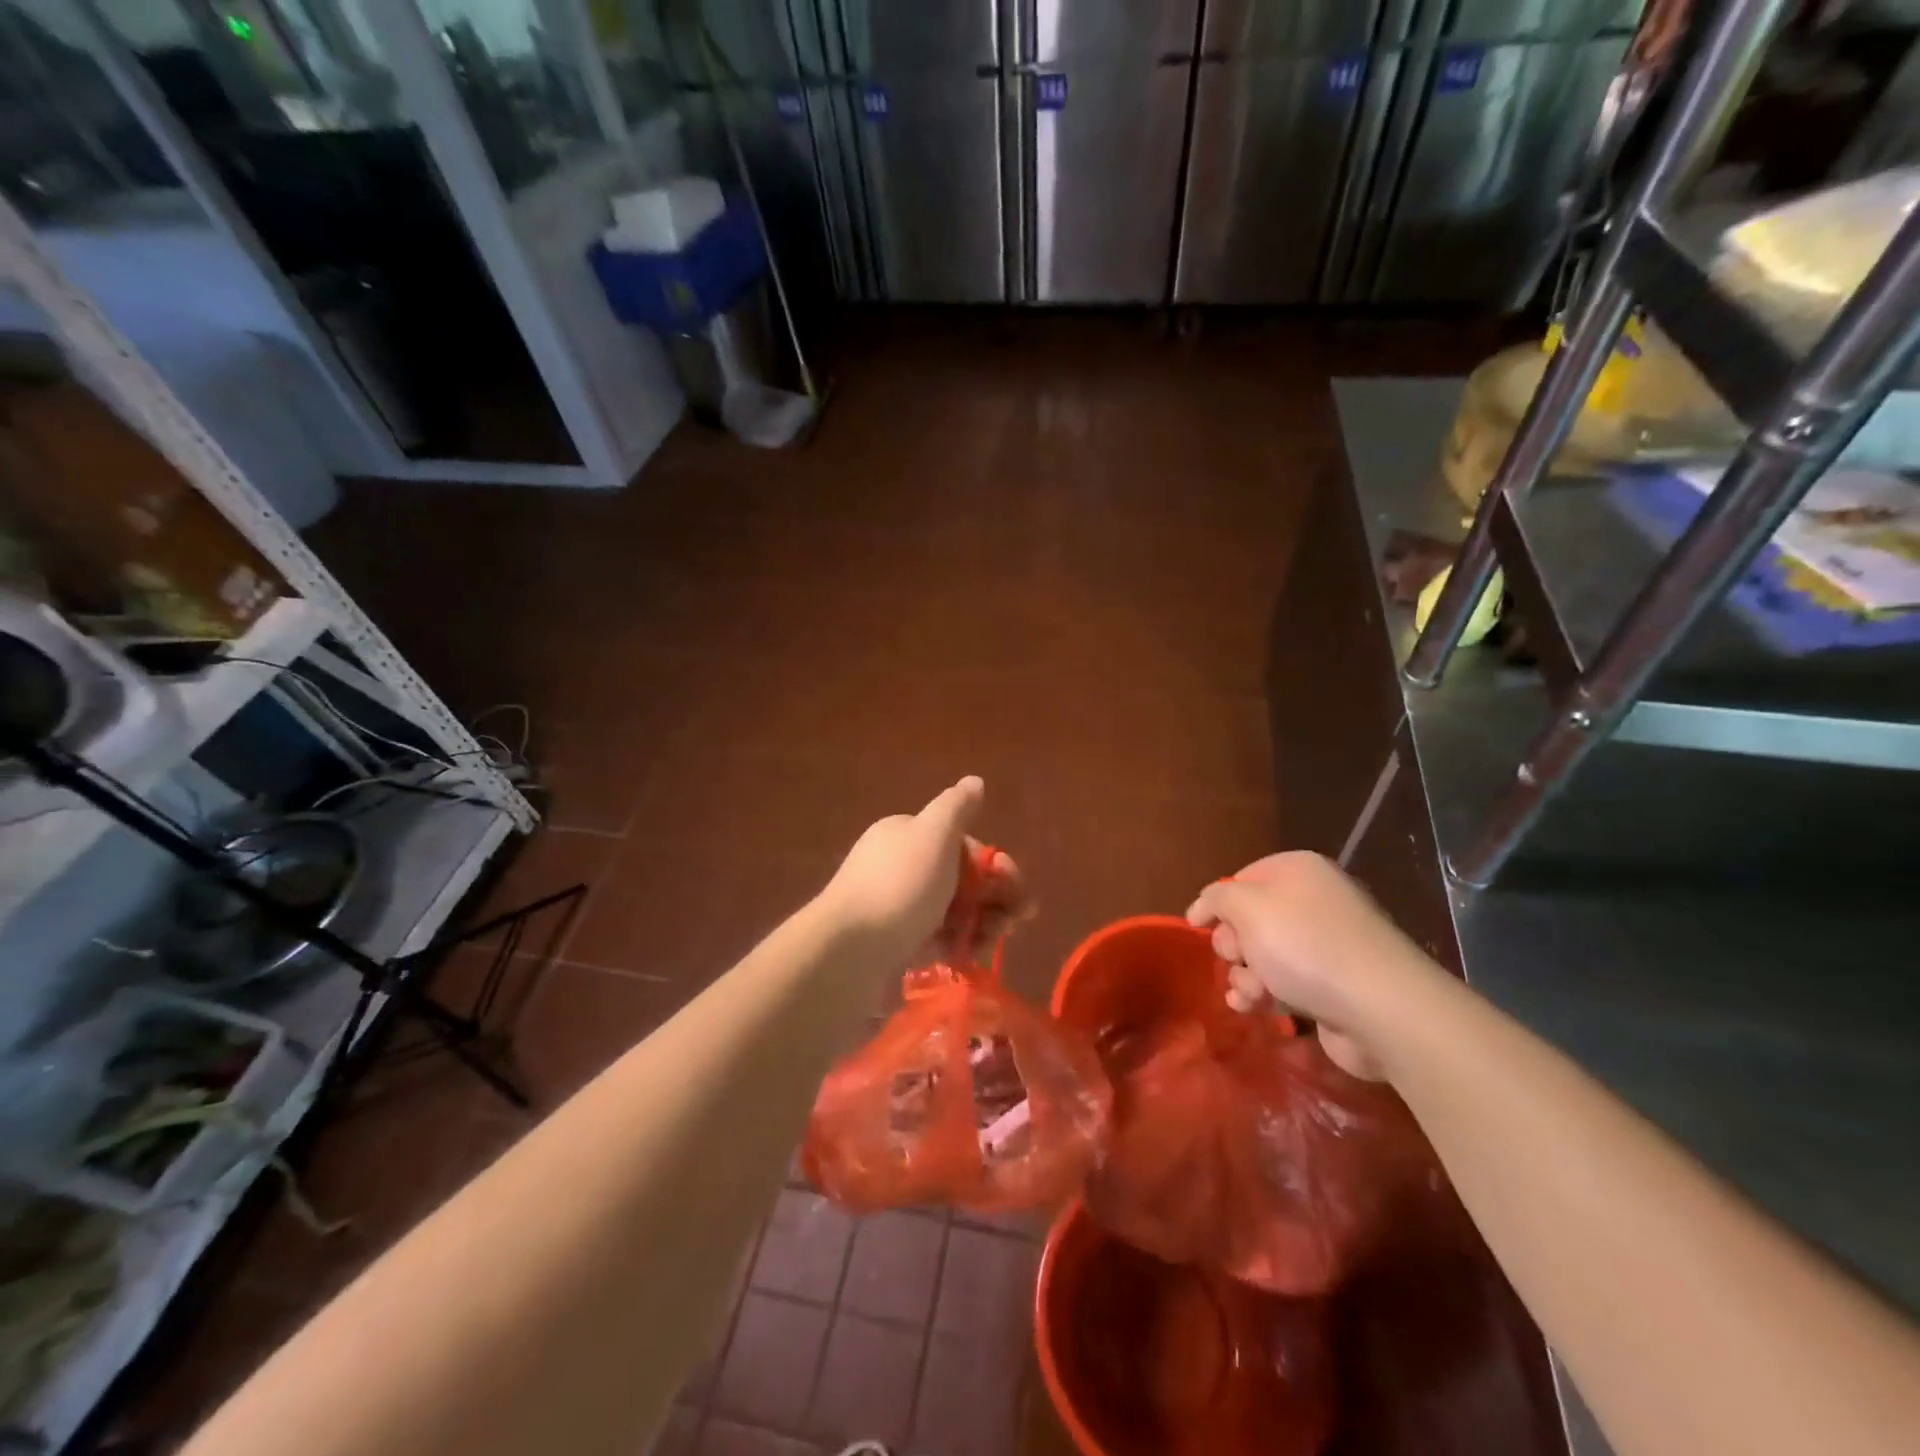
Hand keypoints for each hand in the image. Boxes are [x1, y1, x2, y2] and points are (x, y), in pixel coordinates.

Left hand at [820, 777, 1027, 966]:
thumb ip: (957, 807)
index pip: (962, 843)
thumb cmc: (899, 885)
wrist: (848, 950)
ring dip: (982, 923)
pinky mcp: (896, 944)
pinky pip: (937, 940)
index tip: (1016, 886)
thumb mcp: (933, 834)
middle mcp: (901, 866)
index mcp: (907, 834)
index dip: (995, 864)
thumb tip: (974, 781)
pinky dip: (958, 945)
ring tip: (994, 941)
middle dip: (994, 896)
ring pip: (953, 911)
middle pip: (961, 878)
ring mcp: (898, 907)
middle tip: (1016, 920)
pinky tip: (971, 957)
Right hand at [1186, 852, 1432, 1079]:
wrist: (1381, 1008)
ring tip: (1250, 995)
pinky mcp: (1334, 985)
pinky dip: (1267, 995)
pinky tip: (1255, 1009)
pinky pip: (1286, 984)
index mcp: (1298, 871)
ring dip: (1245, 976)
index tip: (1199, 927)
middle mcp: (1314, 901)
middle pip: (1250, 919)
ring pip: (1264, 956)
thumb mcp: (1246, 907)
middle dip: (1234, 945)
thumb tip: (1203, 906)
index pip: (1241, 878)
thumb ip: (1216, 898)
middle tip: (1237, 959)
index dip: (1217, 903)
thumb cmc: (1305, 945)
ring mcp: (1327, 945)